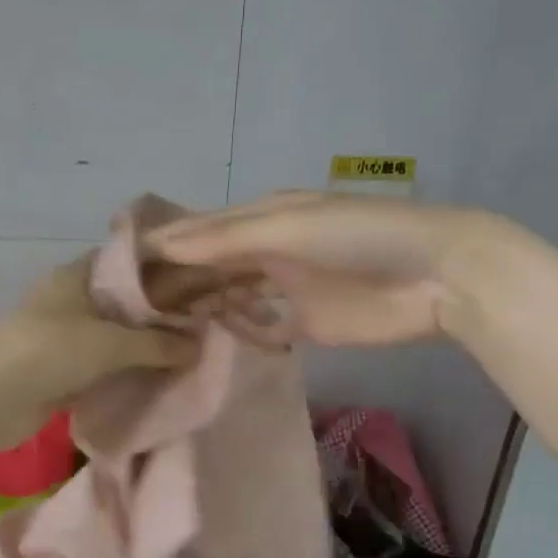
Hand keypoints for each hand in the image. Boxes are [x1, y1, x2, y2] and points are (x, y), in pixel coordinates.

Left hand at [0, 257, 197, 430]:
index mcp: (76, 277)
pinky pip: (102, 369)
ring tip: (188, 353)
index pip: (125, 262)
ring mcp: (63, 338)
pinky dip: (124, 374)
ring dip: (142, 348)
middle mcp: (70, 302)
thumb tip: (197, 346)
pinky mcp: (60, 372)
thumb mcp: (110, 343)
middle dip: (157, 315)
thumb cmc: (50, 351)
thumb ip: (156, 343)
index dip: (159, 268)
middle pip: (122, 303)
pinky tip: (157, 380)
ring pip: (113, 338)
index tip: (195, 280)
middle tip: (200, 323)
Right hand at [146, 191, 488, 346]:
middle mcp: (270, 249)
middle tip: (136, 309)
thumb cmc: (358, 238)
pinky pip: (261, 326)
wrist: (436, 277)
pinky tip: (215, 341)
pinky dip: (241, 330)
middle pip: (214, 266)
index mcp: (265, 216)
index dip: (165, 246)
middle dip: (180, 282)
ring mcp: (288, 287)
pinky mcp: (307, 323)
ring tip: (164, 329)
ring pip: (233, 296)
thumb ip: (225, 238)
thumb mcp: (288, 227)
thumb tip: (162, 245)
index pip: (202, 230)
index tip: (122, 268)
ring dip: (205, 307)